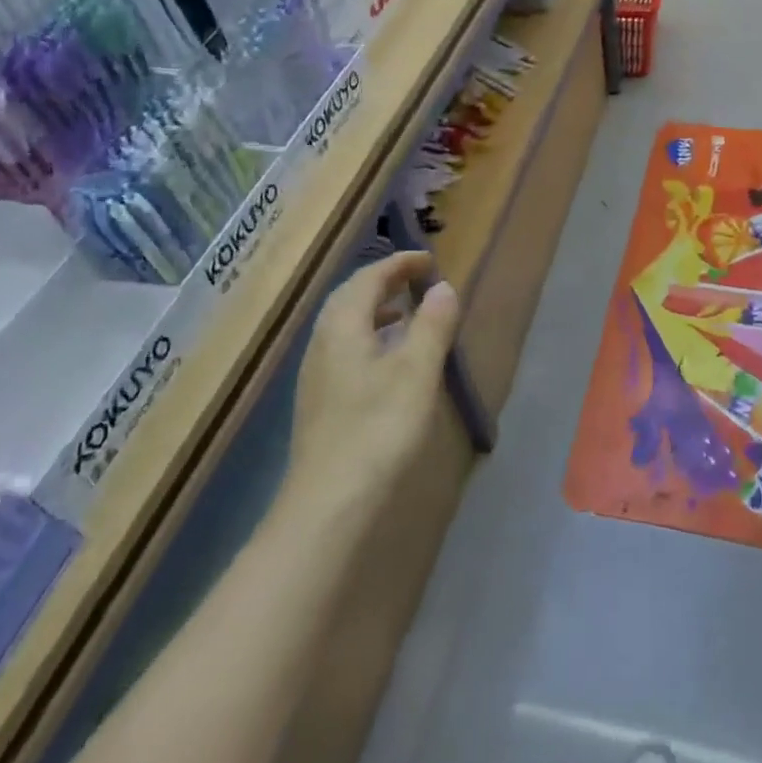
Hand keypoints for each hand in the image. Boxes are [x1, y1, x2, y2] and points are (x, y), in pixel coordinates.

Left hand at [288, 252, 460, 512]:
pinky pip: (347, 349)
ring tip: (409, 314)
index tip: (429, 260)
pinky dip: (372, 338)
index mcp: (343, 326)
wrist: (329, 502)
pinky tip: (391, 361)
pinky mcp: (321, 401)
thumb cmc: (378, 428)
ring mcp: (317, 374)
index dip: (399, 263)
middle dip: (384, 281)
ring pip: (346, 325)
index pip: (368, 277)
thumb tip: (443, 288)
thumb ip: (432, 325)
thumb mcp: (417, 371)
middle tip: (419, 280)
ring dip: (377, 310)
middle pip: (350, 297)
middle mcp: (323, 342)